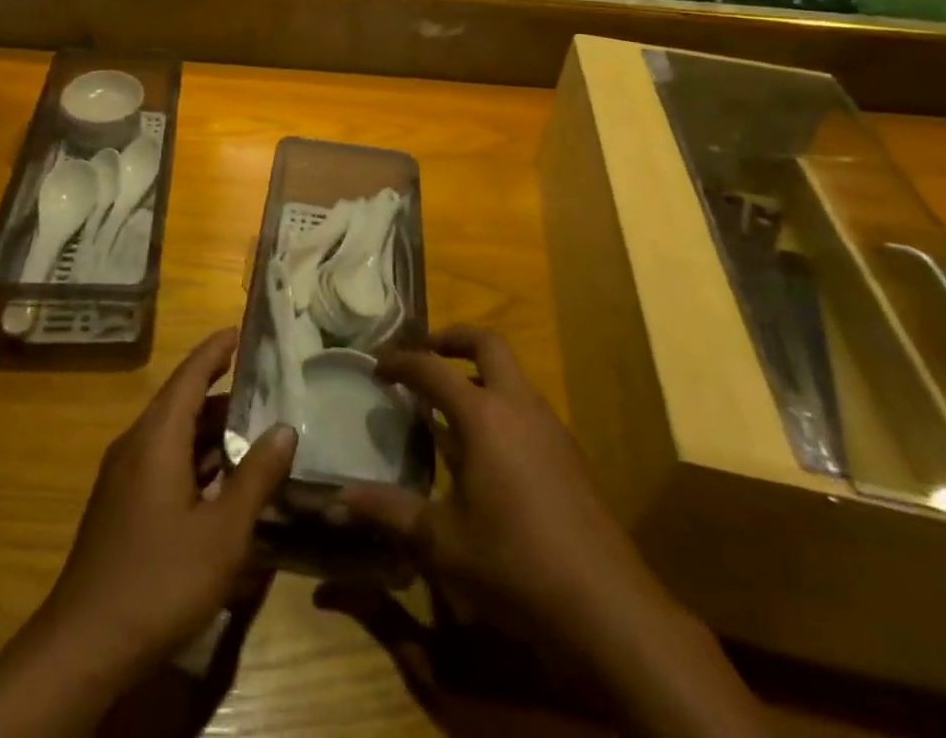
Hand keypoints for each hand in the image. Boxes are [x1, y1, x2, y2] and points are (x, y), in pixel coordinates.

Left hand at [40, 327, 297, 681]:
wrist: (83, 647)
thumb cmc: (159, 580)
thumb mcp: (222, 533)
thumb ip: (256, 478)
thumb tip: (285, 428)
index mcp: (156, 439)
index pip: (189, 376)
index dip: (214, 350)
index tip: (239, 330)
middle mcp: (135, 446)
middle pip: (181, 402)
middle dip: (220, 390)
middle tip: (264, 385)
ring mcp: (123, 477)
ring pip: (171, 434)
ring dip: (209, 429)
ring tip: (252, 429)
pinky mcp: (120, 506)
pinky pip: (162, 460)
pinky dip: (194, 456)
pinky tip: (220, 480)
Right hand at [338, 325, 645, 650]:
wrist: (608, 607)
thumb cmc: (516, 565)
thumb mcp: (442, 543)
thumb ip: (389, 512)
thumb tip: (337, 500)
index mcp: (484, 416)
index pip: (432, 369)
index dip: (400, 362)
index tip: (377, 366)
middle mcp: (519, 406)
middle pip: (487, 343)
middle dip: (450, 339)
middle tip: (423, 354)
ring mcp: (550, 426)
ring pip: (512, 373)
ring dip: (478, 371)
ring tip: (448, 402)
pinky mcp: (570, 452)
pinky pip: (527, 405)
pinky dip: (500, 403)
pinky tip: (486, 449)